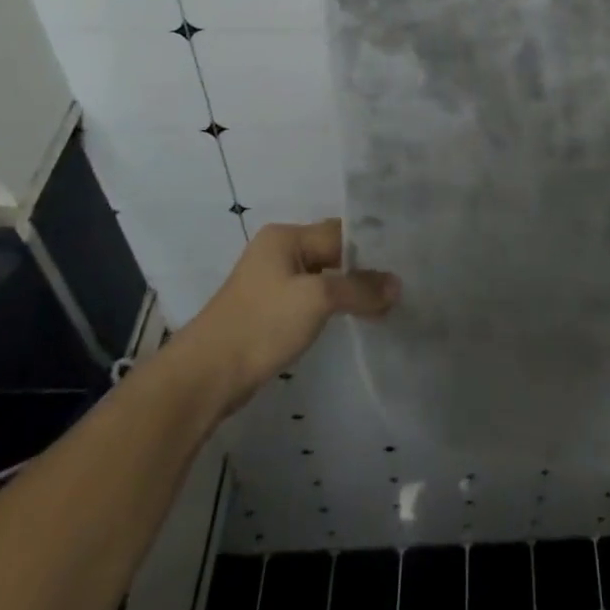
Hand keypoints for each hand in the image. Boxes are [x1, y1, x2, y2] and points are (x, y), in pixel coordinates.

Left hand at [179, 218, 398, 418]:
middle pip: (333, 252)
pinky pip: (311, 298)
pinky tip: (353, 318)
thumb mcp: (317, 300)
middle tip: (400, 284)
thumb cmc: (261, 325)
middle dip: (363, 269)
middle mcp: (278, 251)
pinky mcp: (269, 310)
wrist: (205, 377)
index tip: (405, 263)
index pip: (341, 232)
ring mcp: (271, 282)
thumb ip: (359, 288)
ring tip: (384, 302)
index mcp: (285, 236)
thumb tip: (397, 285)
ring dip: (349, 289)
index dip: (372, 249)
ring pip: (323, 277)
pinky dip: (332, 305)